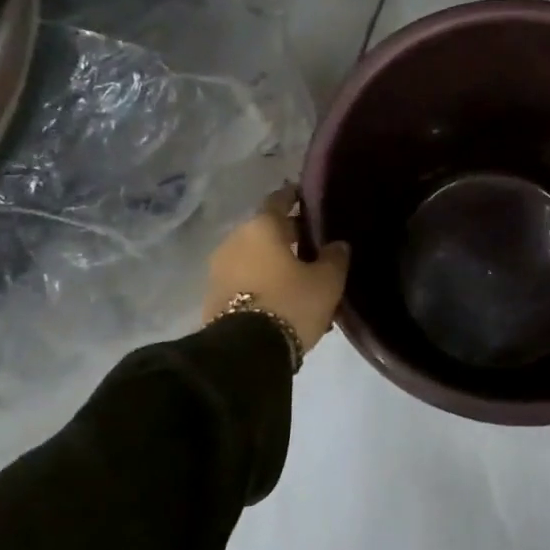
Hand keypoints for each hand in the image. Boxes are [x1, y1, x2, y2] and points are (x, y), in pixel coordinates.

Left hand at [204, 186, 350, 353]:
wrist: (245, 352)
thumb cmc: (290, 303)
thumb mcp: (327, 281)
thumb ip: (335, 257)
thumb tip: (337, 244)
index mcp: (261, 227)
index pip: (278, 200)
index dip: (293, 197)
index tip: (305, 197)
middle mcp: (235, 240)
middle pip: (265, 231)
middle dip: (286, 236)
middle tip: (311, 246)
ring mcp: (219, 269)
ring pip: (254, 258)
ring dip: (273, 263)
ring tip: (299, 279)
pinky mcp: (212, 298)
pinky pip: (244, 281)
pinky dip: (261, 284)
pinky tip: (281, 300)